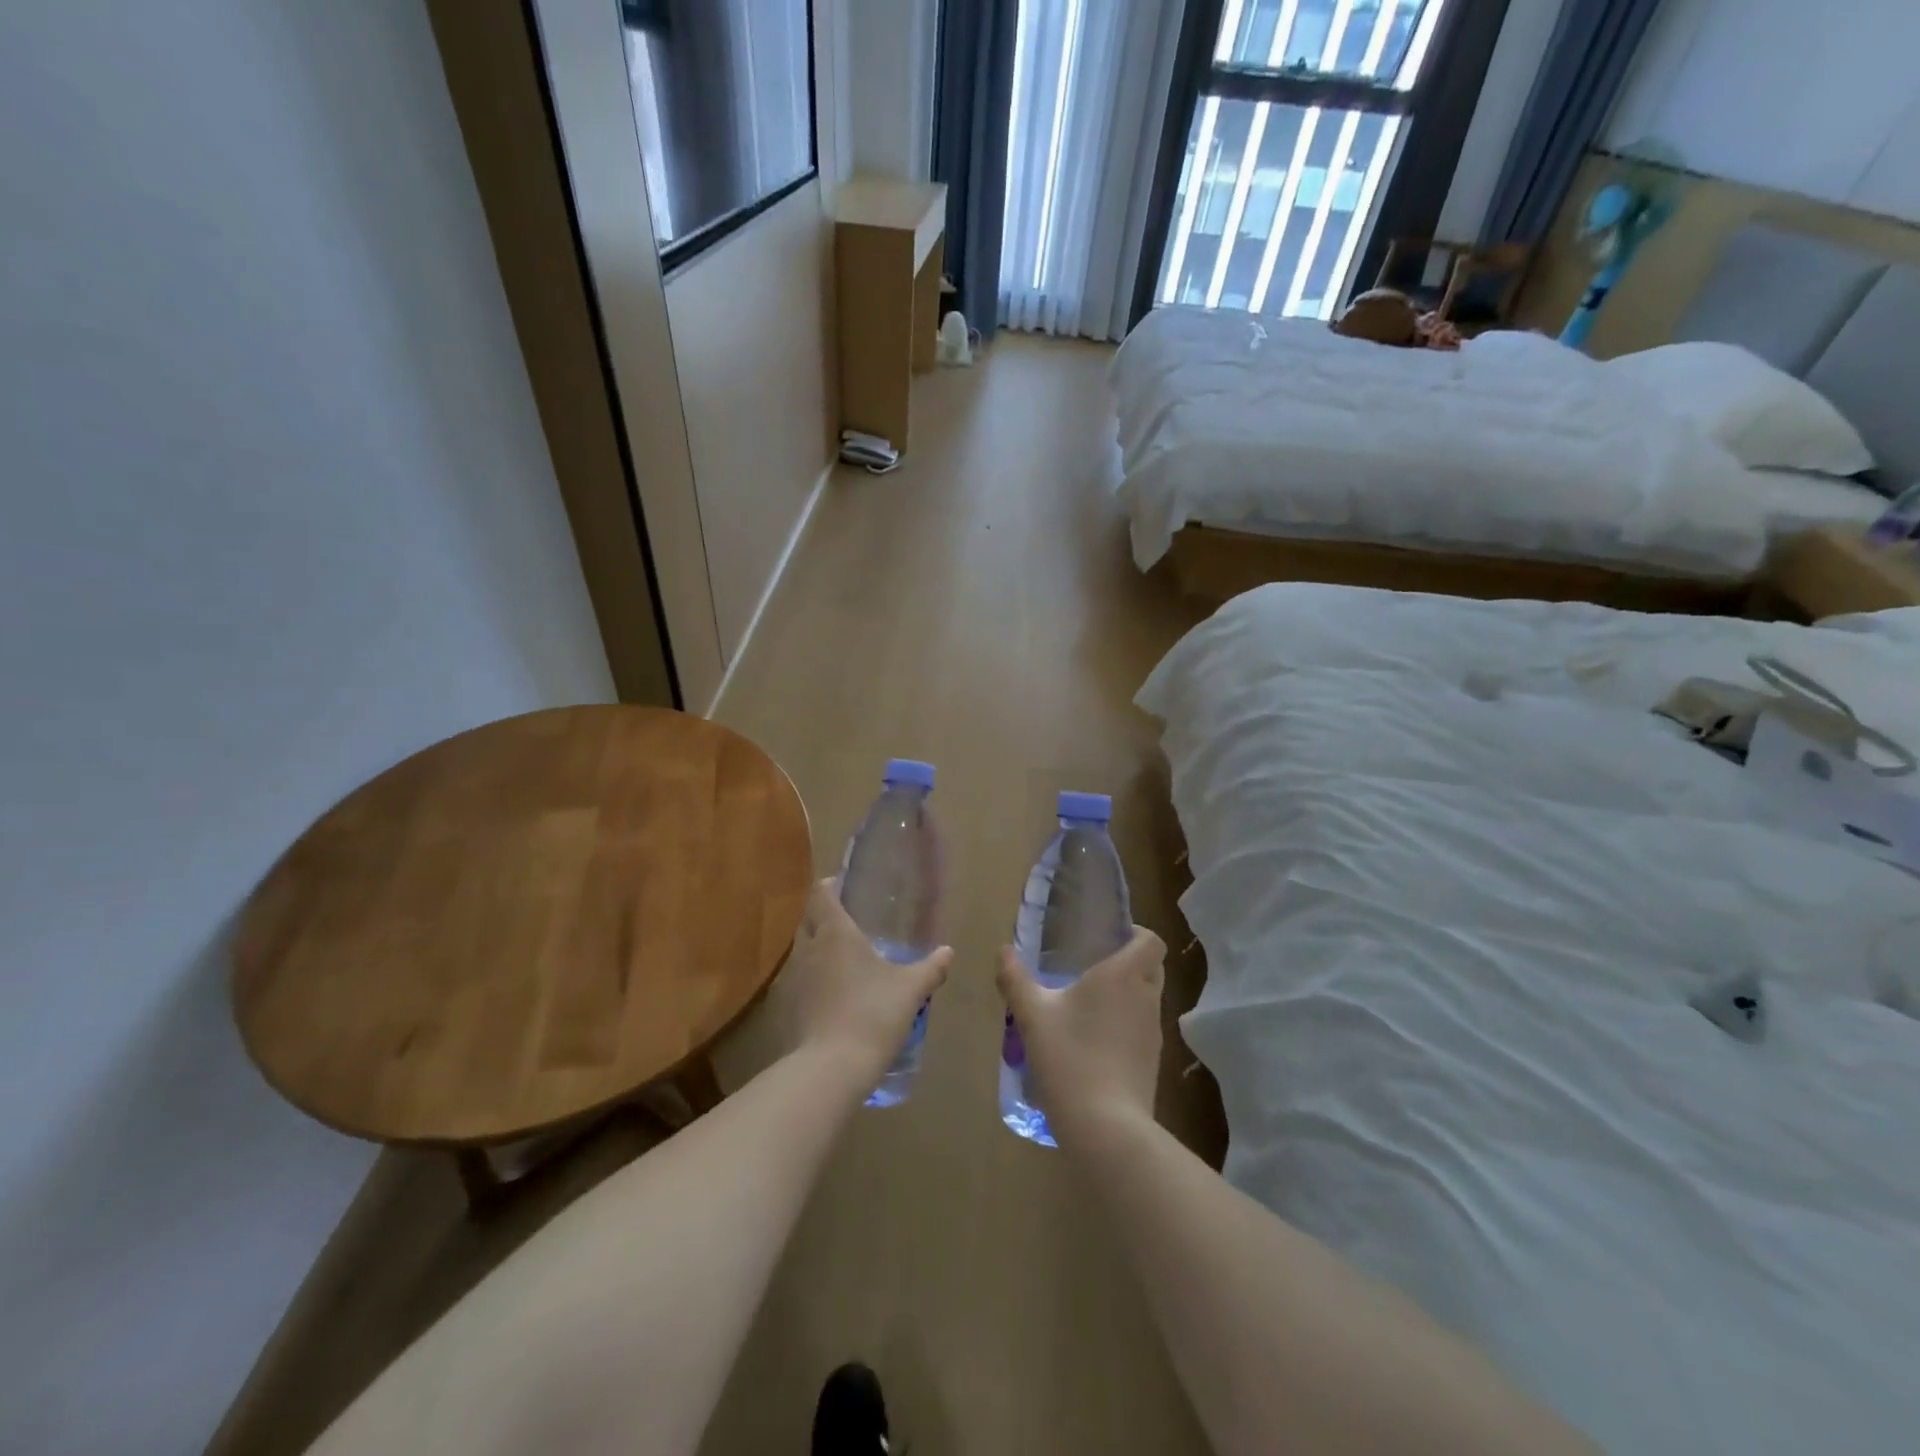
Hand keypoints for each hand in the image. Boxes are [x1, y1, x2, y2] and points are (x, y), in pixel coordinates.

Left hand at [774, 879, 952, 1083]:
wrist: (831, 1068)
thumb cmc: (872, 1014)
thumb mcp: (910, 989)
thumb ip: (930, 968)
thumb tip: (947, 951)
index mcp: (835, 932)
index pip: (822, 894)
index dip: (830, 885)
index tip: (843, 884)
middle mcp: (809, 948)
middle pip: (808, 918)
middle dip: (824, 914)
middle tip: (850, 918)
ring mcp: (795, 978)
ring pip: (803, 949)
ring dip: (819, 946)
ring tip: (845, 954)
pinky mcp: (790, 1006)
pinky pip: (801, 978)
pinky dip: (815, 976)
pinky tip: (835, 990)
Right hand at [995, 927, 1165, 1146]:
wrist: (1106, 1127)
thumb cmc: (1070, 1057)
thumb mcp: (1032, 1016)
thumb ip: (1015, 979)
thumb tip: (1003, 951)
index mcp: (1123, 975)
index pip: (1151, 941)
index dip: (1136, 933)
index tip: (1110, 938)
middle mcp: (1145, 998)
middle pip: (1152, 968)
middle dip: (1129, 962)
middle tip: (1093, 968)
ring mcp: (1153, 1033)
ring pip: (1146, 999)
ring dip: (1126, 996)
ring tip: (1088, 1006)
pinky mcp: (1152, 1062)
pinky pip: (1142, 1029)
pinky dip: (1124, 1026)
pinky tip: (1094, 1042)